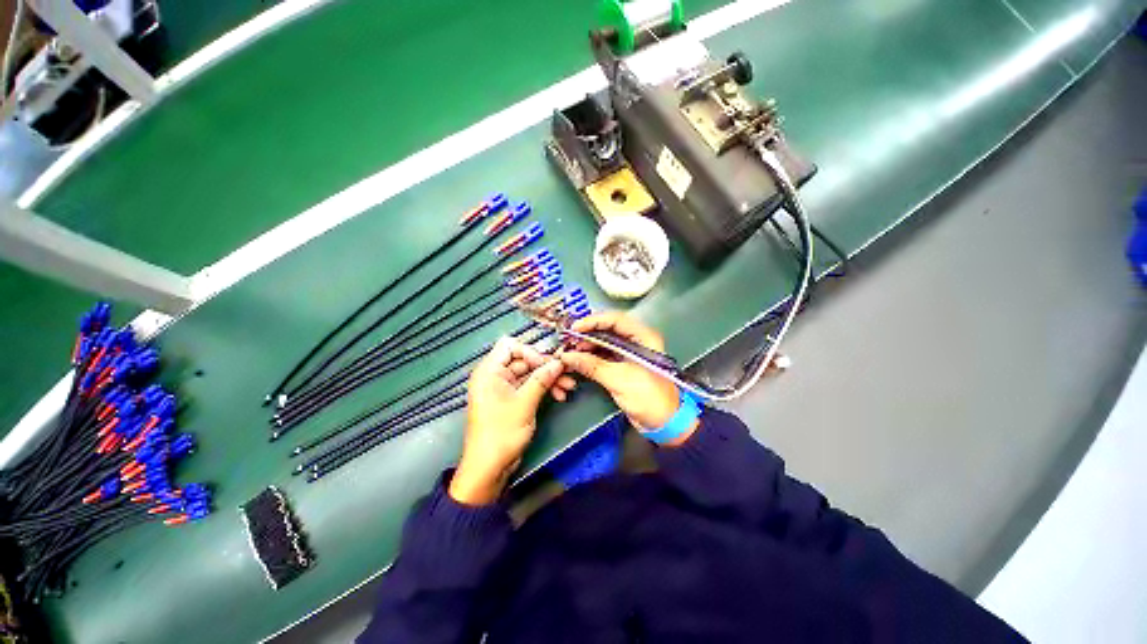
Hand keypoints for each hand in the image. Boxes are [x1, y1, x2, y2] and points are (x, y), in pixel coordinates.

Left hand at [450, 337, 569, 504]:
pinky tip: (560, 396)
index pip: (509, 345)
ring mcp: (504, 388)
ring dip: (549, 379)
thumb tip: (558, 362)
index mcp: (489, 371)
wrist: (489, 469)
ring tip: (568, 387)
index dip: (530, 351)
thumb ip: (542, 379)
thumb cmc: (501, 433)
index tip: (546, 364)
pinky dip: (544, 390)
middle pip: (524, 360)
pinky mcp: (512, 400)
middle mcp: (495, 376)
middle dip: (546, 367)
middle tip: (566, 374)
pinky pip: (530, 387)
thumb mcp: (524, 403)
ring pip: (530, 374)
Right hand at [558, 312, 694, 441]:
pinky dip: (590, 358)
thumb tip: (568, 356)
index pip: (615, 320)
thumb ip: (592, 366)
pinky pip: (603, 356)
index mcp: (643, 337)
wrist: (664, 424)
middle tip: (569, 341)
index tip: (575, 329)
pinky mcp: (623, 366)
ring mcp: (629, 354)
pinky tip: (578, 361)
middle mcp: (636, 341)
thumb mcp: (620, 379)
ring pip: (604, 343)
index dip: (593, 321)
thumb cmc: (650, 398)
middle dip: (587, 335)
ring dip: (587, 347)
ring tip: (570, 352)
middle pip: (607, 330)